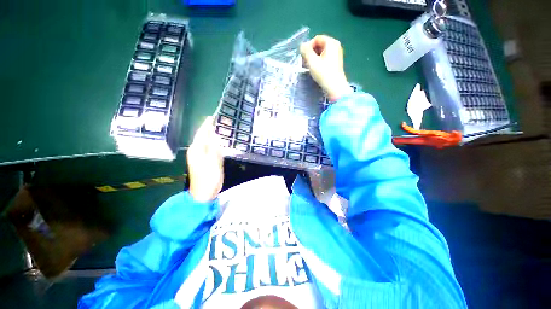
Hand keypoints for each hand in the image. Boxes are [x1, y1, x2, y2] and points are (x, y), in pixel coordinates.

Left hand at [187, 116, 223, 202]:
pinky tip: (218, 142)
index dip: (206, 125)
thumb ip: (213, 147)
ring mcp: (199, 156)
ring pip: (205, 142)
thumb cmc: (209, 177)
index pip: (201, 133)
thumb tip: (212, 134)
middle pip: (202, 136)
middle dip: (209, 128)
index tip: (212, 116)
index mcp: (197, 149)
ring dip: (211, 135)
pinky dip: (213, 143)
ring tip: (218, 128)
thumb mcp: (213, 161)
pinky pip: (208, 148)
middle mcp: (196, 151)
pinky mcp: (204, 161)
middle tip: (217, 121)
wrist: (204, 192)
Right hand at [300, 35, 352, 100]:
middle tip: (305, 62)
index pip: (316, 39)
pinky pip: (325, 58)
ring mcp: (336, 54)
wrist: (334, 87)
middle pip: (319, 45)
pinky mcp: (335, 63)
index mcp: (331, 42)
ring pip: (321, 52)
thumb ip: (306, 51)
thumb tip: (302, 46)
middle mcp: (335, 46)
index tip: (303, 57)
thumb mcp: (312, 61)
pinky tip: (315, 69)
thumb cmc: (323, 73)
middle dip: (310, 52)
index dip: (308, 46)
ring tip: (309, 67)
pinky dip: (318, 62)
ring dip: (313, 58)